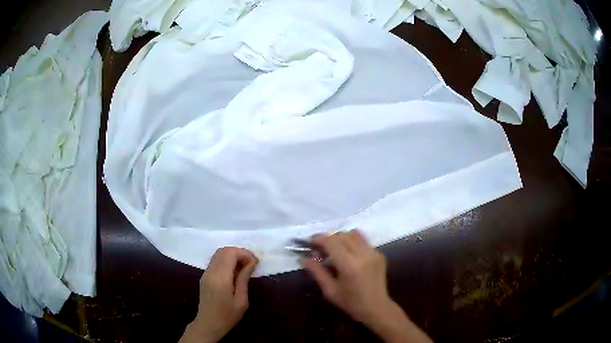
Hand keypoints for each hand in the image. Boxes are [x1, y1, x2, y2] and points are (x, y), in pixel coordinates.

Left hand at [180, 247, 257, 342]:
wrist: (208, 324)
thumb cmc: (228, 316)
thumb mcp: (241, 300)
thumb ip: (244, 279)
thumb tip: (251, 262)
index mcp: (220, 278)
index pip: (230, 253)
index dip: (244, 253)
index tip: (255, 262)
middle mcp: (211, 271)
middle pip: (223, 250)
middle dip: (239, 252)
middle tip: (251, 263)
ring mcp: (206, 273)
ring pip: (218, 254)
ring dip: (232, 255)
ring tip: (245, 267)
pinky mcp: (205, 276)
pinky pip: (215, 261)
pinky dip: (227, 260)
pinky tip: (235, 272)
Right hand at [301, 229, 431, 342]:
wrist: (376, 307)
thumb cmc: (350, 303)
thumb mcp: (330, 290)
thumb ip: (317, 271)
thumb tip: (303, 258)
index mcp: (350, 266)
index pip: (332, 242)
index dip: (319, 239)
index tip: (309, 242)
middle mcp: (363, 255)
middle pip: (342, 235)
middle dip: (328, 238)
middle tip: (319, 249)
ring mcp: (374, 253)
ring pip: (353, 234)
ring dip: (340, 238)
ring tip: (334, 250)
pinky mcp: (379, 254)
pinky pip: (363, 241)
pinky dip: (352, 243)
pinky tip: (348, 256)